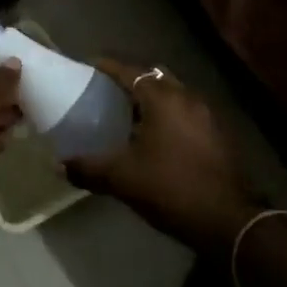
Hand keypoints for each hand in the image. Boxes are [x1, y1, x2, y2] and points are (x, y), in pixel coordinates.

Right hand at [62, 59, 263, 254]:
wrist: (228, 221)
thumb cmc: (171, 187)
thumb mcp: (122, 178)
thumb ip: (88, 168)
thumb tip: (58, 165)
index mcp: (163, 98)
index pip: (130, 71)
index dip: (107, 66)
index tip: (88, 66)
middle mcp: (187, 98)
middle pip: (155, 77)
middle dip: (132, 80)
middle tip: (108, 92)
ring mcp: (206, 116)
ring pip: (173, 95)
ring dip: (152, 99)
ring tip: (128, 116)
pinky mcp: (217, 136)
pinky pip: (185, 113)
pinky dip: (168, 116)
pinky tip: (155, 139)